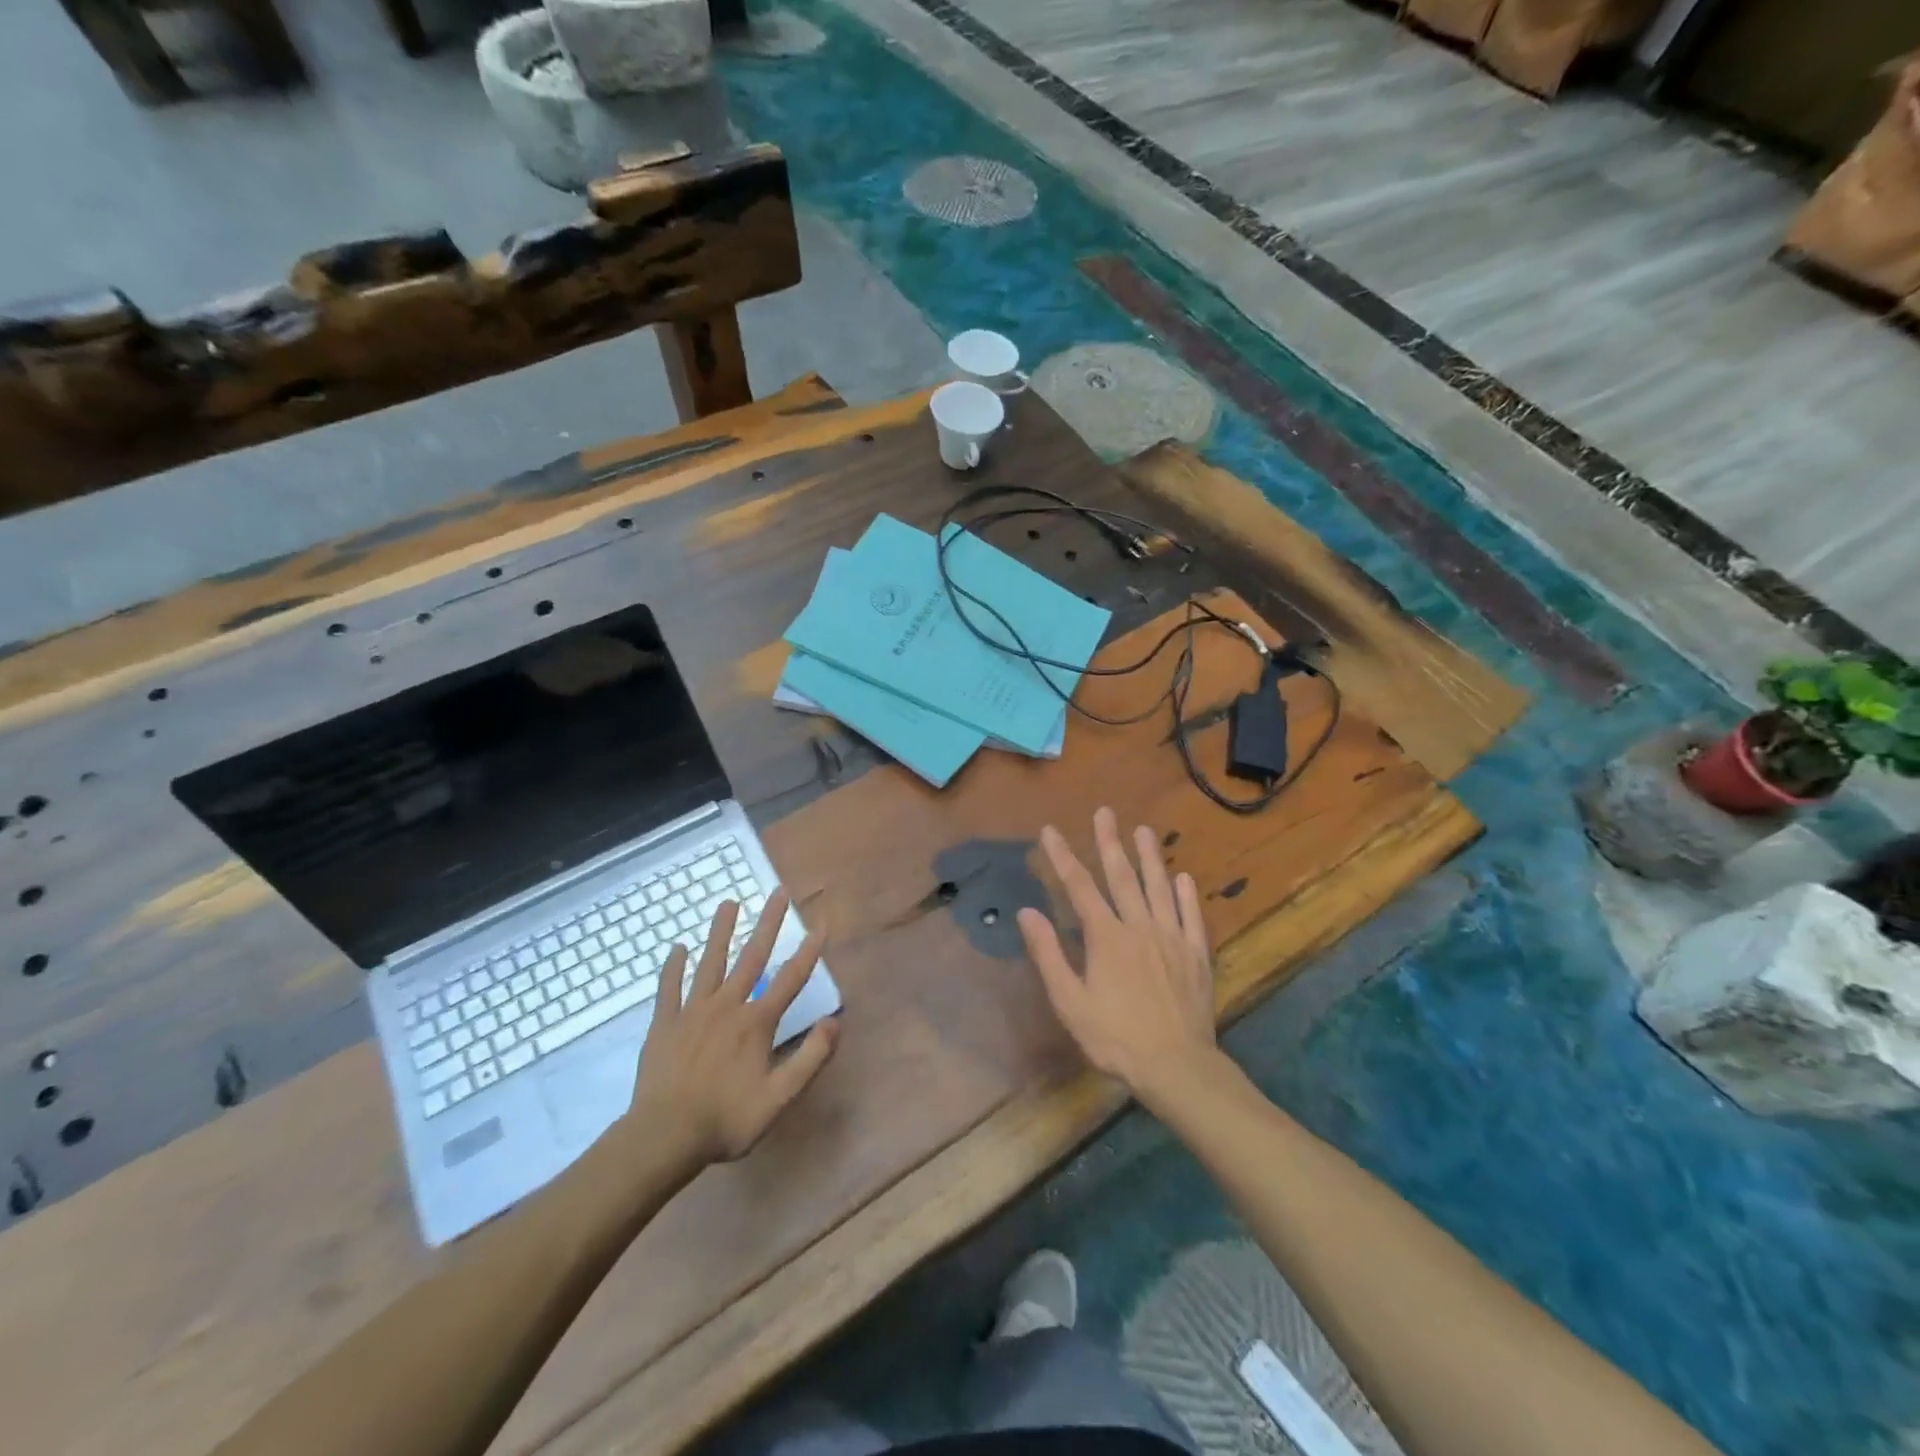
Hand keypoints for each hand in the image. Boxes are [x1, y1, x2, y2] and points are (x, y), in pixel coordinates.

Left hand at [631, 888, 838, 1168]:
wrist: (664, 1137)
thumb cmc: (726, 1120)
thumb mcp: (779, 1097)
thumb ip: (810, 1058)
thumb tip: (835, 1022)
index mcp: (756, 1022)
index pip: (790, 978)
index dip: (809, 951)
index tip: (821, 923)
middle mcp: (727, 1006)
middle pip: (752, 957)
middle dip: (768, 923)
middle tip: (778, 892)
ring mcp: (693, 1011)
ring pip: (710, 962)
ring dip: (721, 931)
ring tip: (728, 902)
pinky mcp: (664, 1023)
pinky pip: (669, 988)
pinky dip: (674, 967)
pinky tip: (677, 948)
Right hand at [1018, 807, 1216, 1105]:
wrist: (1176, 1066)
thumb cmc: (1114, 1037)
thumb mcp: (1070, 1001)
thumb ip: (1049, 954)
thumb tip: (1027, 912)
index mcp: (1106, 937)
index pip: (1079, 886)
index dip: (1063, 856)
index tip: (1050, 831)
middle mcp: (1139, 927)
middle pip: (1122, 876)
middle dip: (1109, 842)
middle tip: (1105, 812)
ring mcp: (1172, 938)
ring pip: (1159, 888)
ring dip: (1150, 857)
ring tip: (1143, 830)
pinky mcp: (1196, 955)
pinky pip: (1192, 917)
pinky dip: (1187, 895)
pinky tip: (1183, 878)